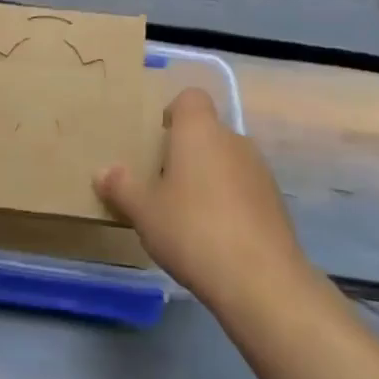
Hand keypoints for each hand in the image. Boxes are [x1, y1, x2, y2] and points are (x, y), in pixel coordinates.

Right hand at [96, 88, 312, 312]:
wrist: (261, 280)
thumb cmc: (192, 230)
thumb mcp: (144, 211)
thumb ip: (122, 187)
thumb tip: (102, 171)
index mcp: (199, 130)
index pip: (190, 97)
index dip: (173, 112)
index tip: (157, 140)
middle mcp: (233, 139)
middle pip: (207, 132)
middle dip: (186, 152)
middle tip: (162, 184)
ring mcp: (260, 171)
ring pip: (226, 161)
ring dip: (209, 178)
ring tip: (187, 215)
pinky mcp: (276, 202)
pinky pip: (244, 189)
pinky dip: (230, 202)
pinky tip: (215, 236)